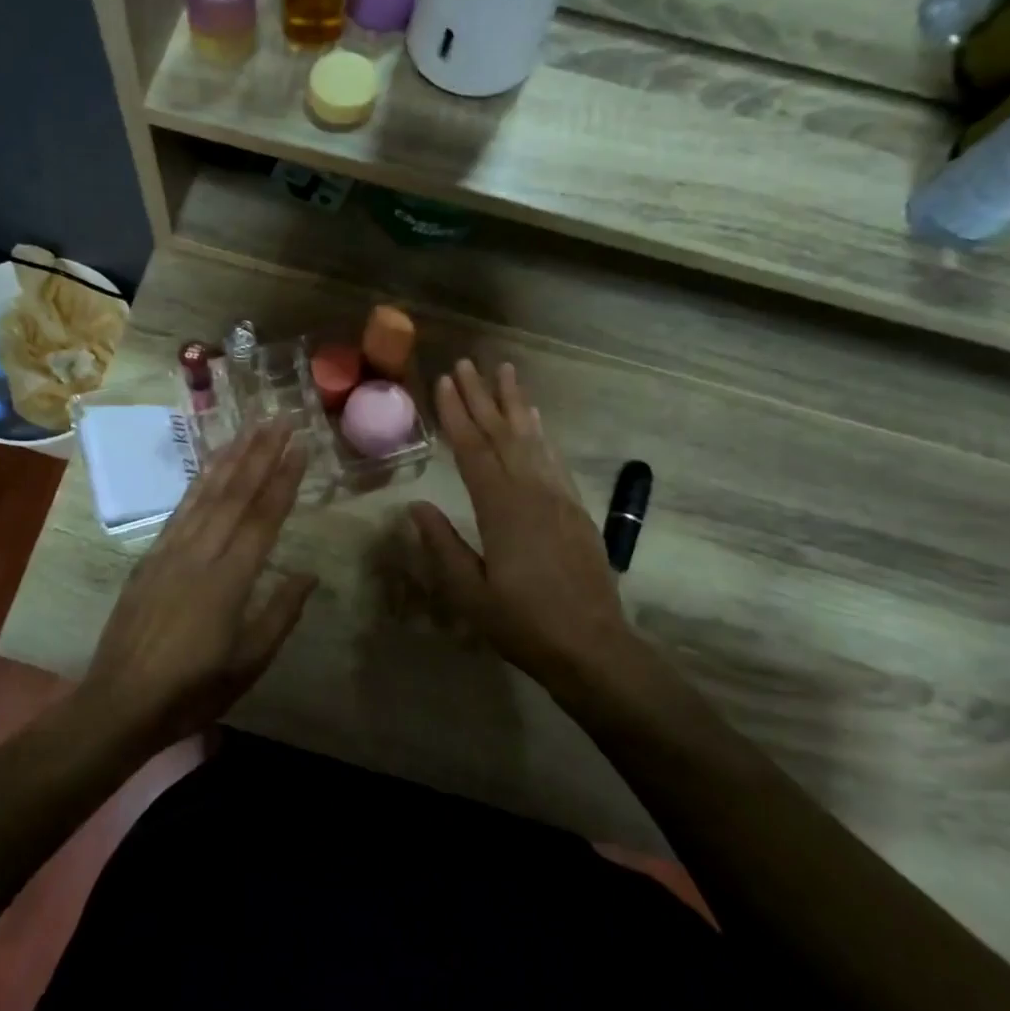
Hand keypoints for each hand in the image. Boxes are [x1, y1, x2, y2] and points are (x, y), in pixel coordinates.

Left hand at [84, 421, 316, 744]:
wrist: (120, 703)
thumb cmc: (192, 690)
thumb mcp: (248, 663)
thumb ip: (280, 614)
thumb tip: (309, 574)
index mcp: (227, 580)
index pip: (261, 518)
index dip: (282, 480)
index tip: (299, 447)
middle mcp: (198, 554)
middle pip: (234, 494)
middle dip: (259, 454)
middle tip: (278, 419)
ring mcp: (169, 552)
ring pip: (204, 495)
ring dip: (229, 459)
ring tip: (248, 429)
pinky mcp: (149, 558)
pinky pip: (179, 511)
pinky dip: (197, 483)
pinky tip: (209, 469)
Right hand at [408, 361, 635, 700]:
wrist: (593, 647)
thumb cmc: (523, 625)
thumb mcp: (469, 593)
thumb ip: (442, 546)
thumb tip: (417, 506)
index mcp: (501, 510)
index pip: (473, 450)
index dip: (456, 415)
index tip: (443, 382)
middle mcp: (532, 492)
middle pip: (502, 434)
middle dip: (482, 396)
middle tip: (468, 363)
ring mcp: (558, 498)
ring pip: (532, 439)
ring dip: (516, 403)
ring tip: (505, 372)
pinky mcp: (576, 509)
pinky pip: (554, 459)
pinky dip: (541, 433)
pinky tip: (535, 419)